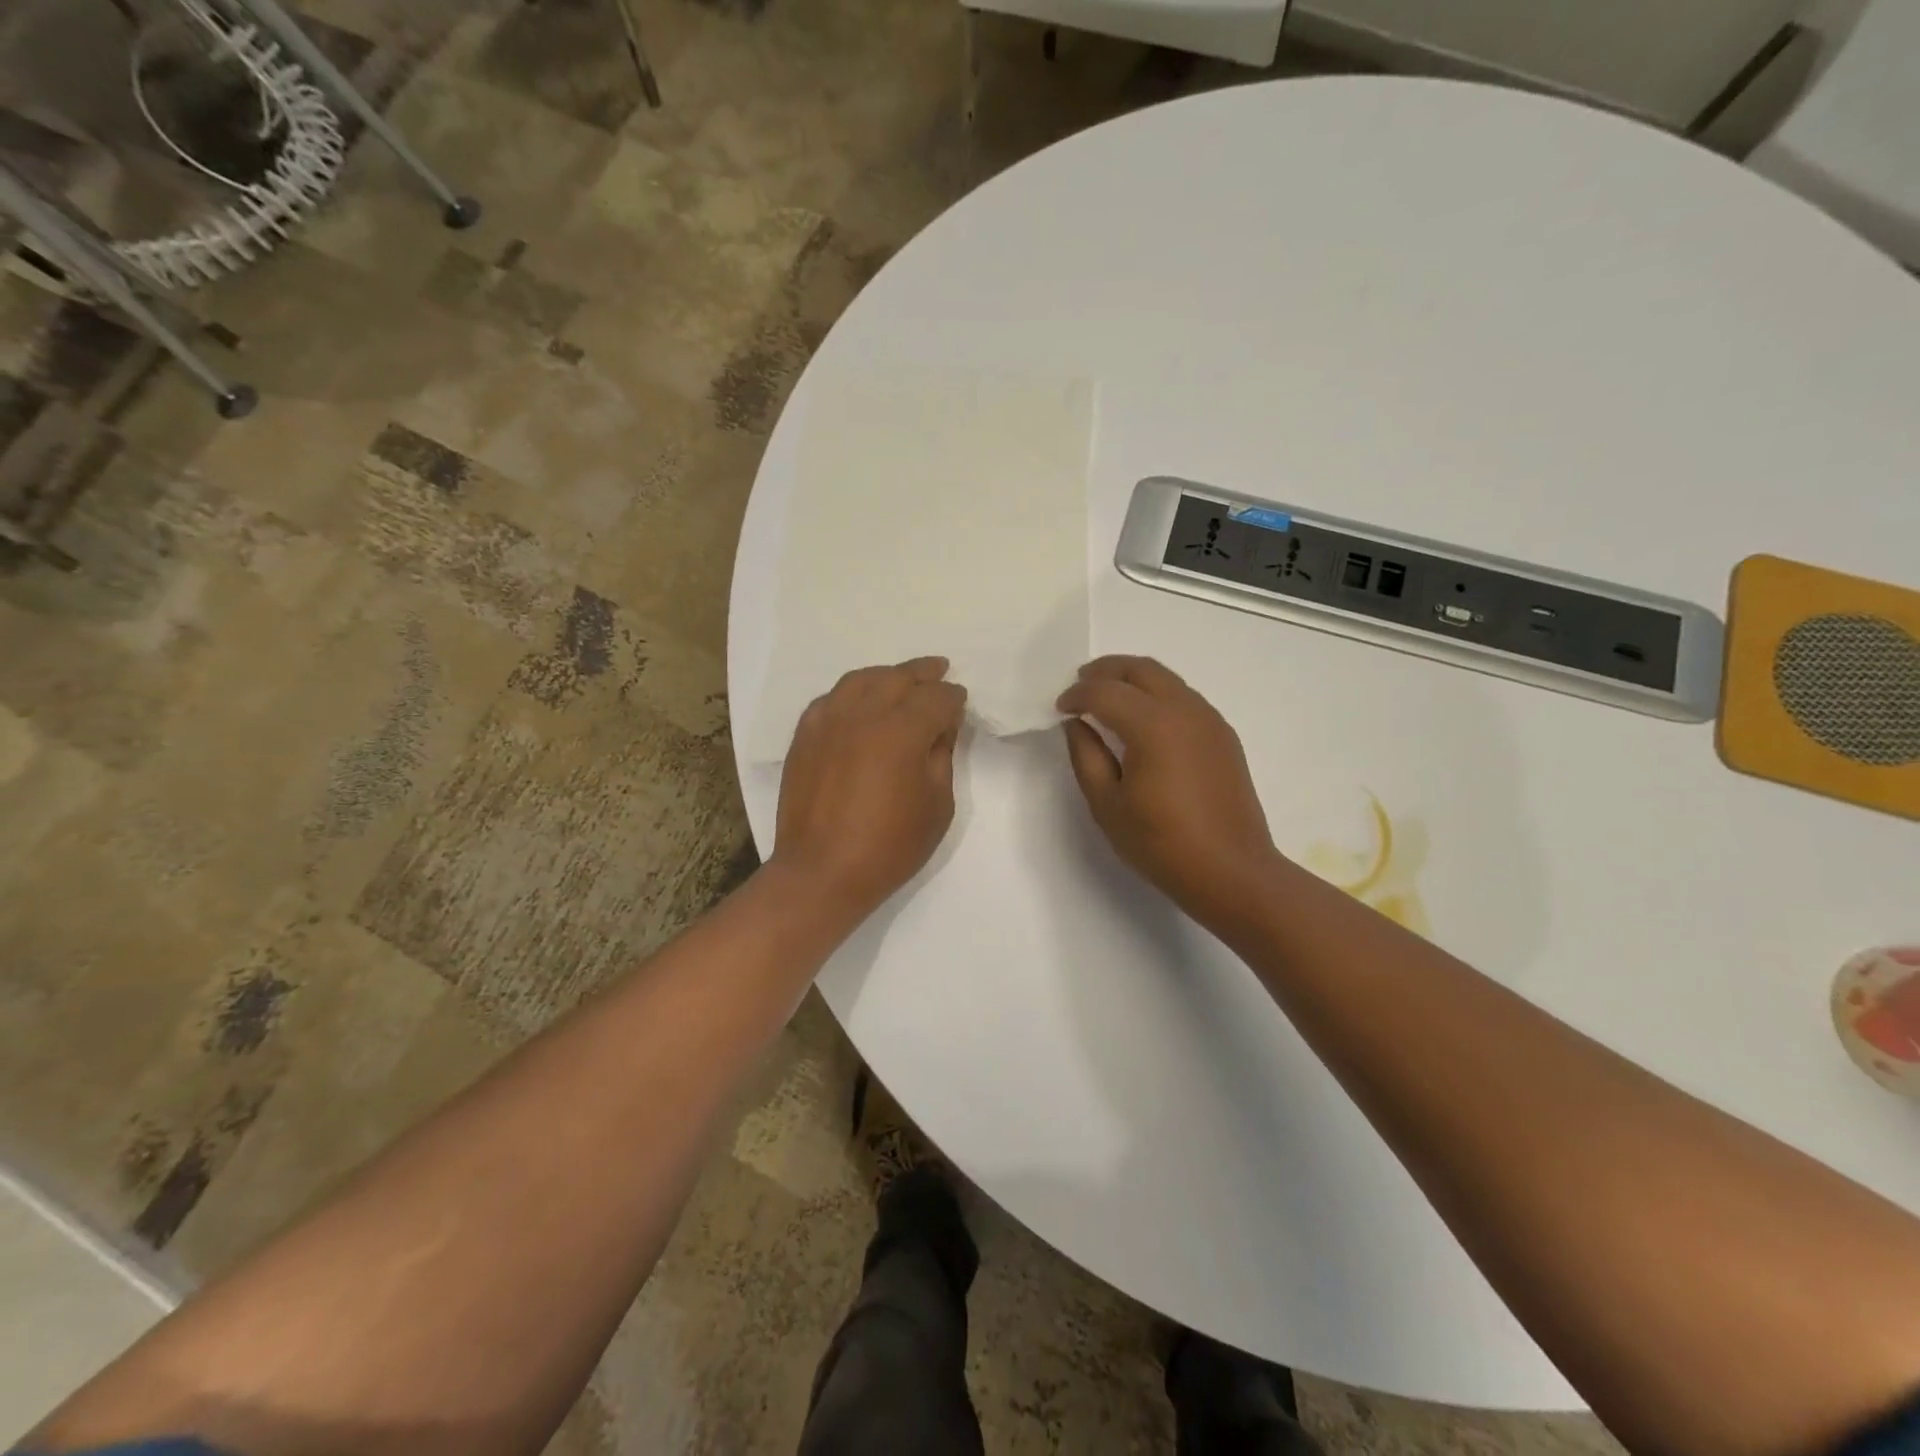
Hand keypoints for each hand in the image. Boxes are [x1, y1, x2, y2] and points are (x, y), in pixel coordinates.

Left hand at [773, 657, 967, 920]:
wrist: (821, 872)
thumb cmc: (889, 846)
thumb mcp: (937, 805)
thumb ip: (942, 756)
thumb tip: (941, 726)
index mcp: (902, 731)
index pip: (936, 698)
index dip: (953, 698)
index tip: (960, 701)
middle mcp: (863, 714)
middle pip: (898, 677)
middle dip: (924, 673)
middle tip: (939, 669)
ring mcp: (828, 720)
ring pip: (862, 679)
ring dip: (887, 675)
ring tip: (902, 679)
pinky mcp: (805, 735)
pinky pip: (832, 698)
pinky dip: (853, 692)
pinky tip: (861, 702)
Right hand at [1058, 655, 1284, 929]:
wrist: (1232, 871)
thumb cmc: (1162, 844)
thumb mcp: (1108, 805)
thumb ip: (1086, 757)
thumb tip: (1077, 724)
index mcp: (1153, 726)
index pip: (1105, 692)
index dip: (1076, 695)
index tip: (1059, 709)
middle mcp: (1185, 710)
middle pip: (1140, 669)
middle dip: (1105, 670)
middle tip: (1080, 683)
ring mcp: (1210, 720)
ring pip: (1166, 679)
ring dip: (1133, 679)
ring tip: (1108, 698)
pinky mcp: (1223, 735)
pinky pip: (1184, 697)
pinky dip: (1156, 695)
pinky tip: (1143, 721)